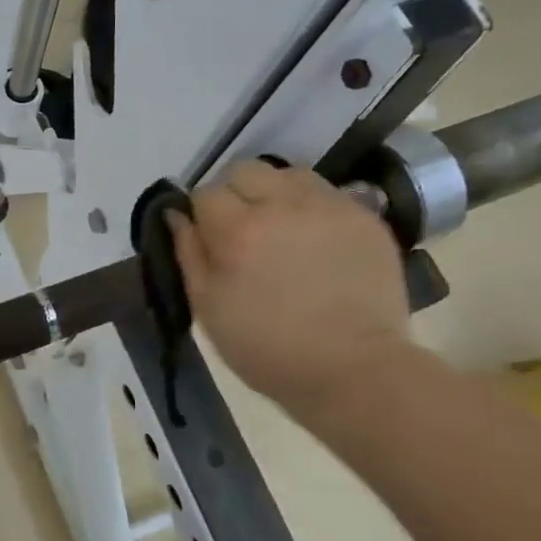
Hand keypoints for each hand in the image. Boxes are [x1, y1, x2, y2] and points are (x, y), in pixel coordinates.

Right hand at [170, 162, 412, 411]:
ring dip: (275, 194)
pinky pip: (326, 192)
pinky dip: (312, 207)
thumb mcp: (208, 309)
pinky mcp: (364, 216)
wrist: (353, 370)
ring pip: (287, 174)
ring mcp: (328, 207)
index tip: (209, 240)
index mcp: (237, 231)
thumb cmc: (267, 349)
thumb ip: (188, 254)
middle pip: (244, 171)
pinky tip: (314, 239)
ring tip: (281, 228)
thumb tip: (176, 215)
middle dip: (235, 194)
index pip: (205, 193)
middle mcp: (282, 206)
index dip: (202, 215)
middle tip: (242, 230)